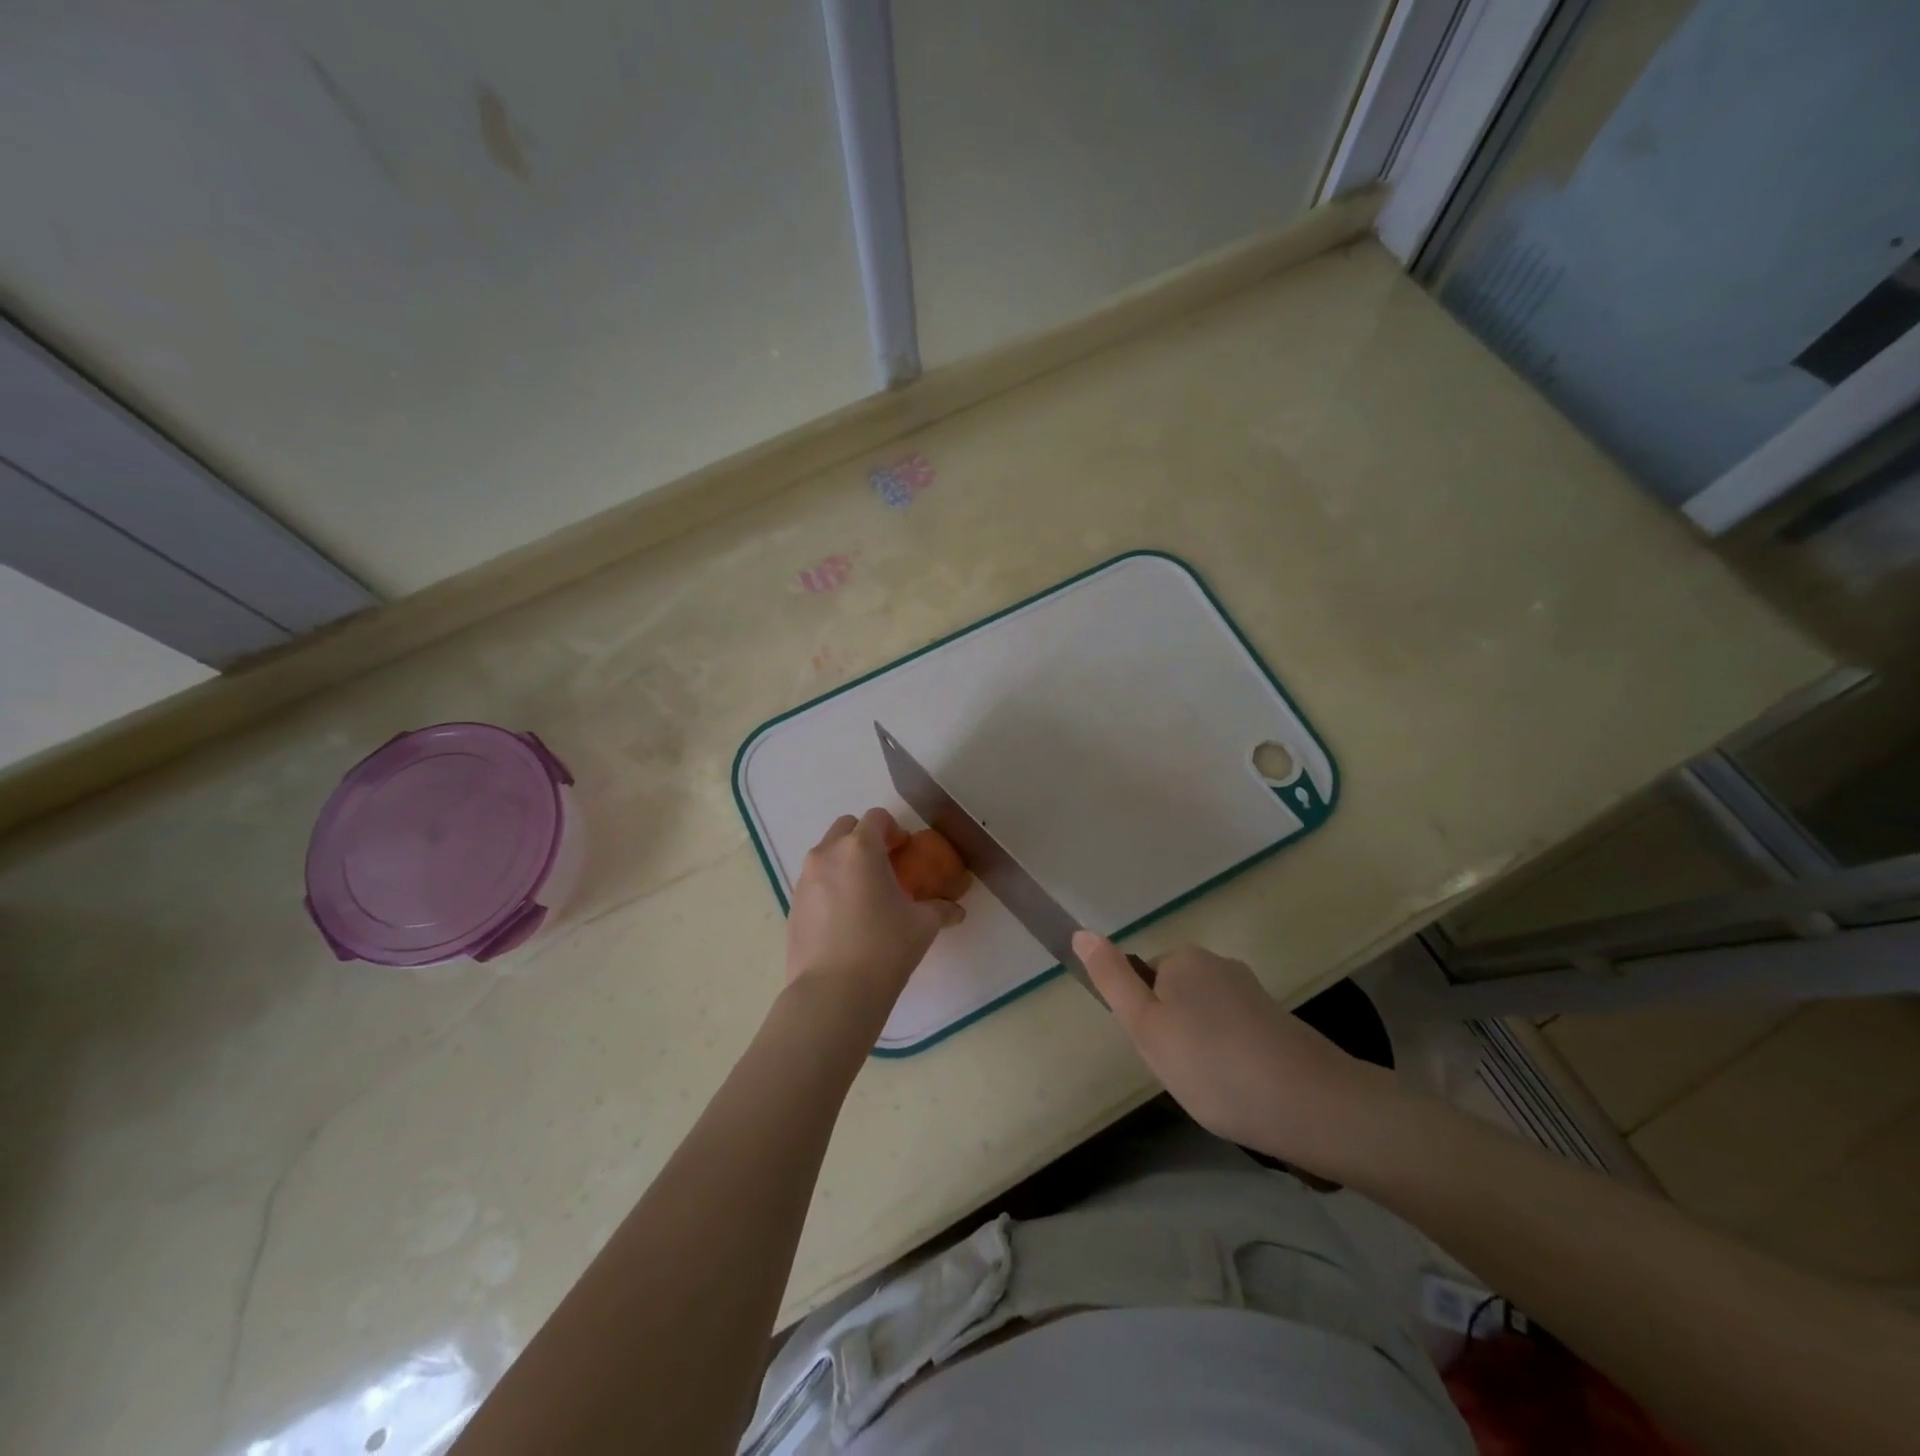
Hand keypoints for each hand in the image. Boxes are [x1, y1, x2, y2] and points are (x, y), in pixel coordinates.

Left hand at [785, 809, 963, 1005]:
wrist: (833, 993)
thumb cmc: (884, 948)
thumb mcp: (922, 926)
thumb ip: (940, 909)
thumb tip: (955, 910)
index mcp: (860, 848)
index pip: (876, 818)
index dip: (894, 830)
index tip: (905, 851)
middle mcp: (827, 854)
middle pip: (846, 828)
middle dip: (865, 838)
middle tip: (884, 866)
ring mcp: (805, 879)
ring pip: (826, 853)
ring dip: (845, 861)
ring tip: (864, 894)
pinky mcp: (792, 905)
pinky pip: (814, 881)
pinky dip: (830, 885)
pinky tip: (845, 918)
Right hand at [1074, 932, 1400, 1177]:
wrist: (1310, 1103)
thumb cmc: (1211, 1064)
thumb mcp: (1145, 1026)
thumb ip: (1112, 980)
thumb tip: (1080, 932)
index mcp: (1183, 959)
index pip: (1144, 982)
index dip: (1146, 1021)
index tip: (1162, 1054)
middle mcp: (1218, 964)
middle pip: (1175, 997)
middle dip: (1174, 1034)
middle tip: (1185, 1074)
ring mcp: (1252, 991)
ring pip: (1205, 1018)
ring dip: (1204, 1049)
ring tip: (1217, 1088)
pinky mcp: (1278, 1020)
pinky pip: (1235, 1033)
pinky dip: (1232, 1057)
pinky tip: (1243, 1089)